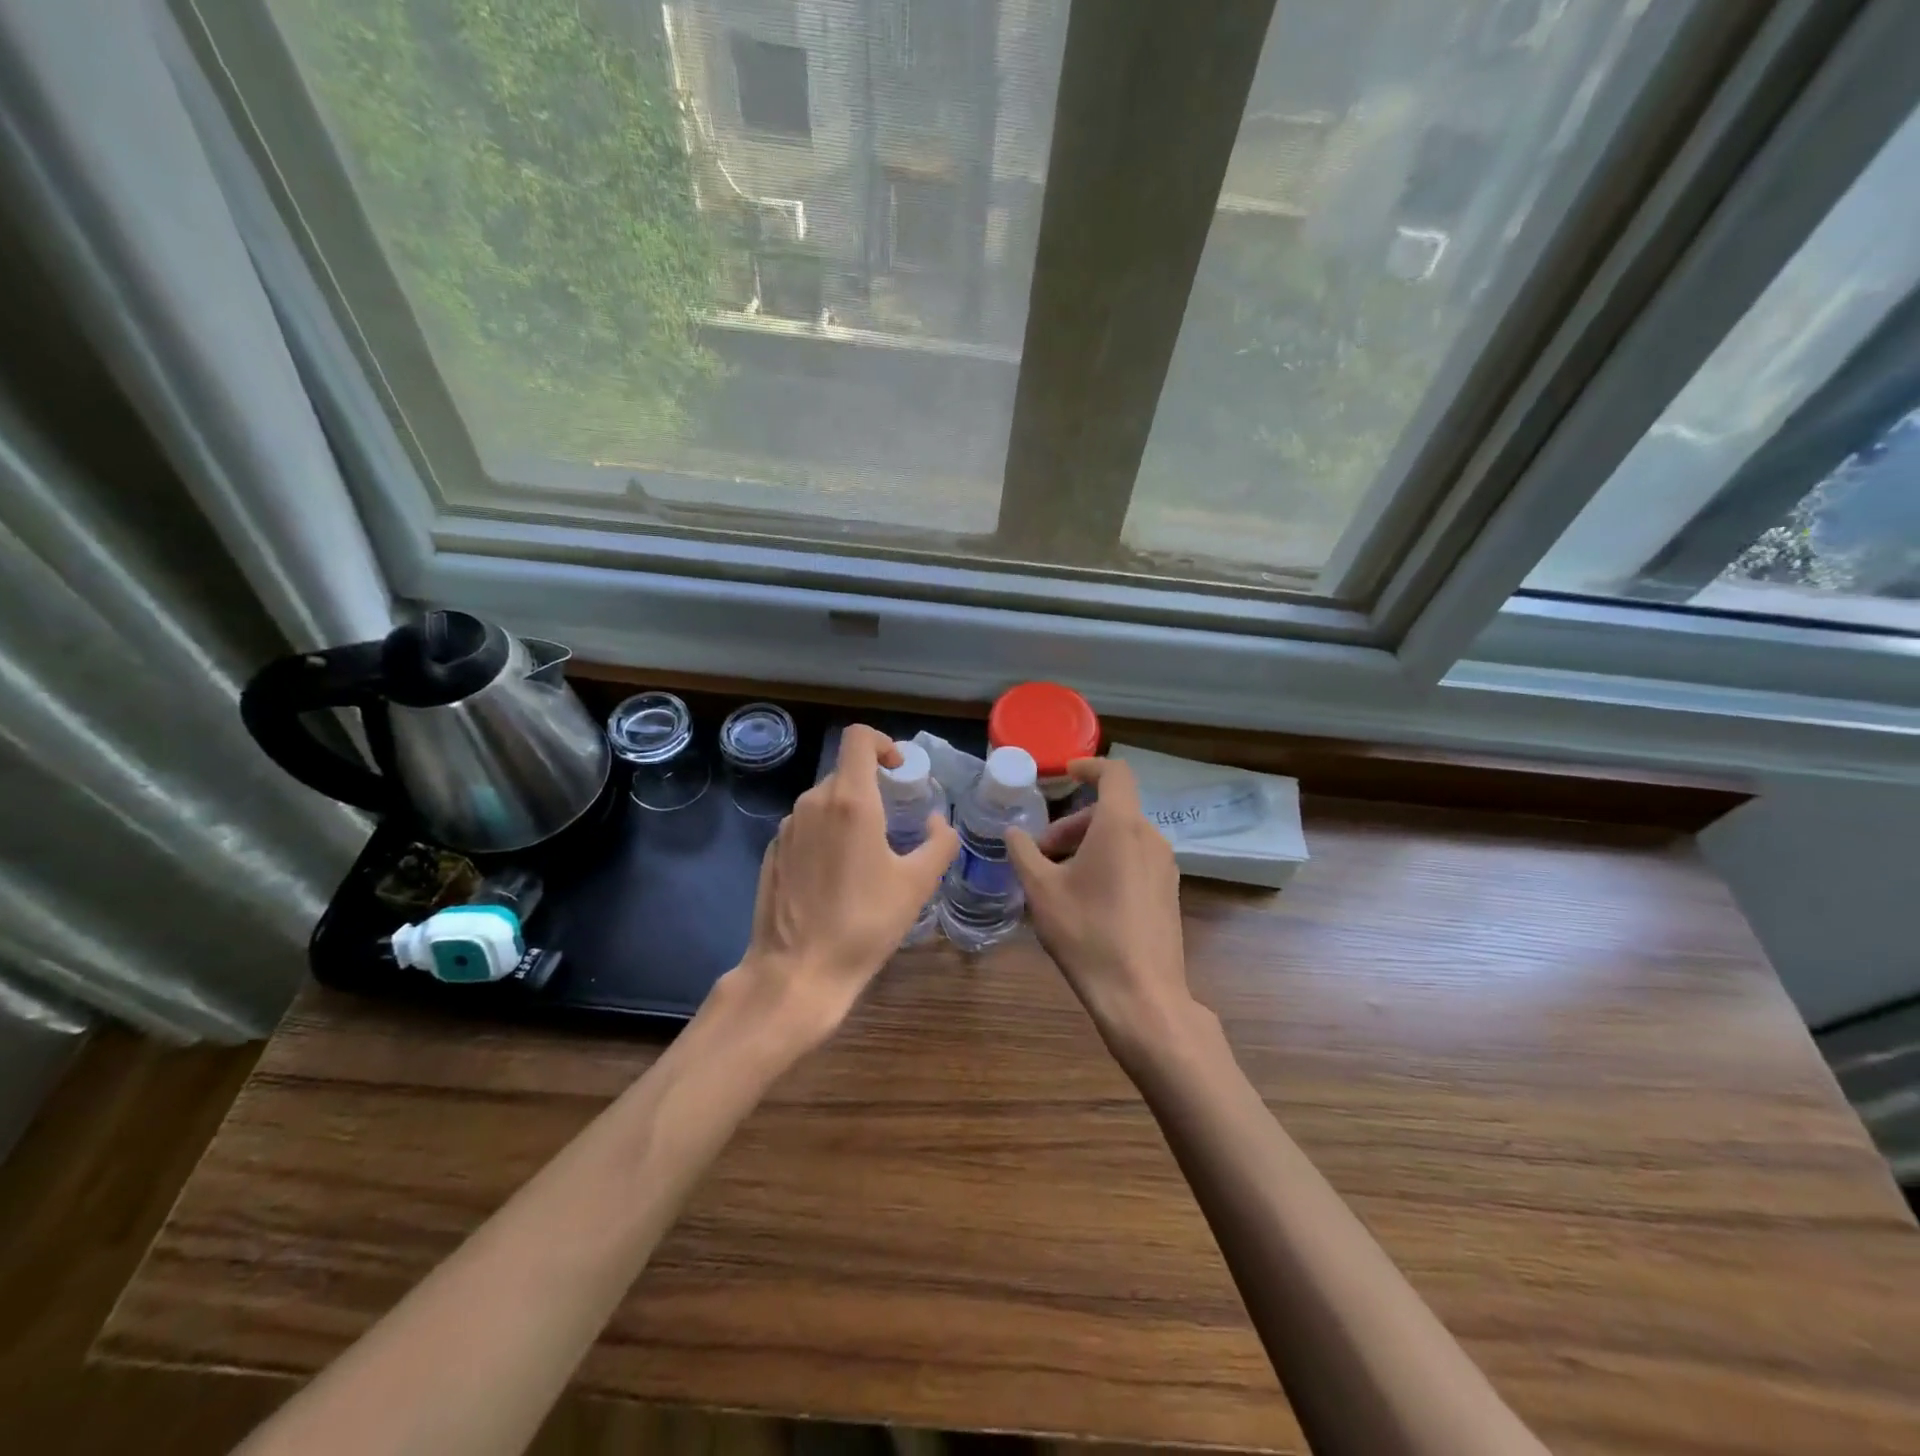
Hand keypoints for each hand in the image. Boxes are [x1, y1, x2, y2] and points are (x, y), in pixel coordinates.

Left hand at [730, 724, 958, 1046]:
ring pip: (825, 801)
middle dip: (873, 788)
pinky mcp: (772, 852)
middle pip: (845, 772)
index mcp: (850, 801)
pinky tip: (837, 878)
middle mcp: (813, 803)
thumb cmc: (864, 924)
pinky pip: (806, 827)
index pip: (858, 738)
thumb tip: (936, 820)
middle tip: (895, 823)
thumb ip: (939, 842)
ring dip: (850, 814)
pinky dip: (826, 835)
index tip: (899, 771)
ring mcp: (787, 828)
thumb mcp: (917, 884)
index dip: (883, 743)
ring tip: (868, 856)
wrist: (797, 971)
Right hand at [1006, 759, 1200, 1061]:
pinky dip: (1108, 862)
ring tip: (1057, 878)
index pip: (1114, 773)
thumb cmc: (1087, 933)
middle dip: (1072, 823)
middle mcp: (1150, 838)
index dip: (1088, 766)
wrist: (1141, 996)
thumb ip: (1023, 853)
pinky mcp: (1168, 893)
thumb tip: (1013, 833)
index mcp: (1122, 826)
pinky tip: (1085, 899)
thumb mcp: (1041, 890)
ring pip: (1122, 836)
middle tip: (1041, 851)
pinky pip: (1134, 859)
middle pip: (1111, 810)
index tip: (1064, 775)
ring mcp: (1164, 867)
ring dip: (1087, 844)